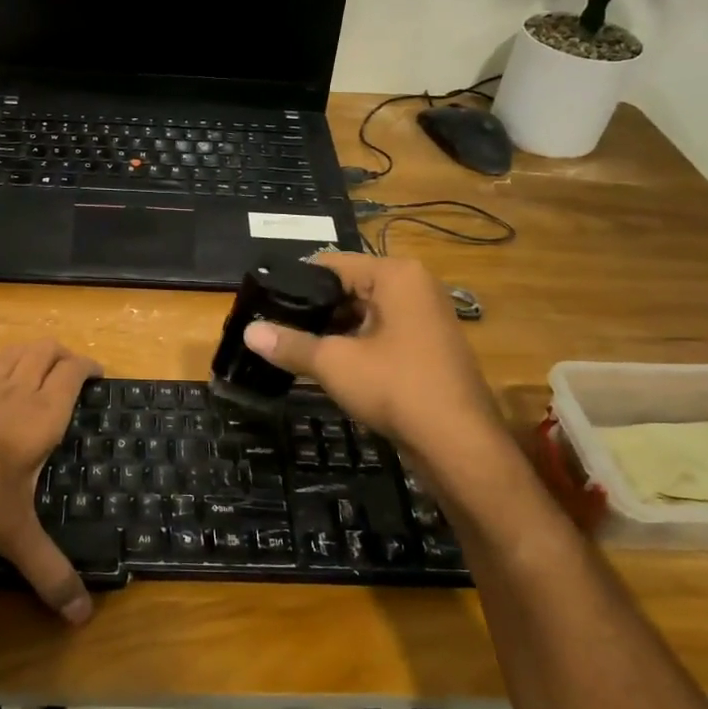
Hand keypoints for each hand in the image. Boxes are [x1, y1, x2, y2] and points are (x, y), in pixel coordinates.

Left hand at [0, 339, 99, 624]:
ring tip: (42, 368)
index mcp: (42, 415)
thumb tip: (82, 618)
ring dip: (34, 353)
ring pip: (17, 351)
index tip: (99, 374)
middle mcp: (16, 390)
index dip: (88, 367)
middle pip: (46, 351)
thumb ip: (50, 572)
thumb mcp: (14, 535)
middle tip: (74, 372)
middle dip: (64, 354)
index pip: (72, 373)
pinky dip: (3, 362)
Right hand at [242, 253, 506, 467]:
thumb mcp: (334, 363)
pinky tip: (325, 363)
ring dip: (331, 330)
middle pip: (348, 287)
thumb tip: (248, 333)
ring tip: (290, 345)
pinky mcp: (426, 346)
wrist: (459, 444)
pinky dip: (353, 343)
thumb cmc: (396, 388)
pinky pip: (380, 333)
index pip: (331, 264)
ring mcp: (424, 317)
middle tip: (272, 326)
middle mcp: (414, 286)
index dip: (294, 283)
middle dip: (312, 309)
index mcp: (395, 275)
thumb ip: (290, 344)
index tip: (262, 302)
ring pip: (363, 312)